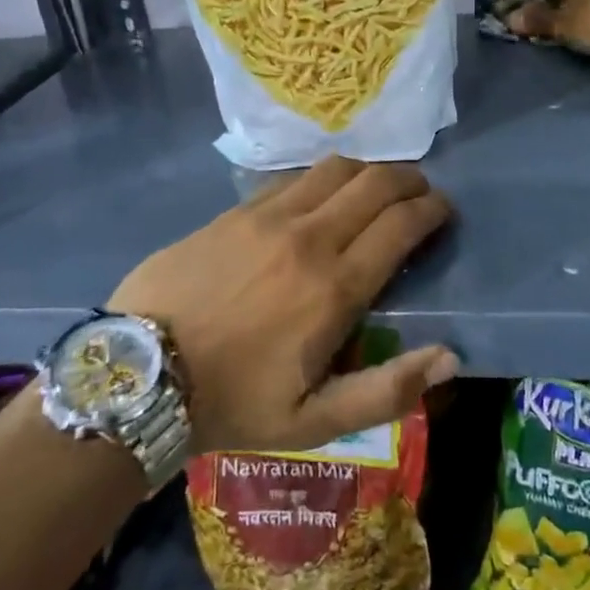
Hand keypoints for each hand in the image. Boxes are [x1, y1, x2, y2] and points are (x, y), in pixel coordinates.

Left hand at [109, 158, 457, 453]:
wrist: (140, 372)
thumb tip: (449, 356)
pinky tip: (322, 194)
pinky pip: (295, 177)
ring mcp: (269, 216)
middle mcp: (309, 237)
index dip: (432, 210)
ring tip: (376, 187)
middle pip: (376, 183)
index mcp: (334, 288)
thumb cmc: (231, 402)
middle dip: (410, 180)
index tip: (443, 211)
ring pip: (337, 168)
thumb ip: (386, 391)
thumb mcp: (312, 422)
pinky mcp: (237, 210)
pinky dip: (323, 177)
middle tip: (420, 192)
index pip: (401, 225)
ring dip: (368, 171)